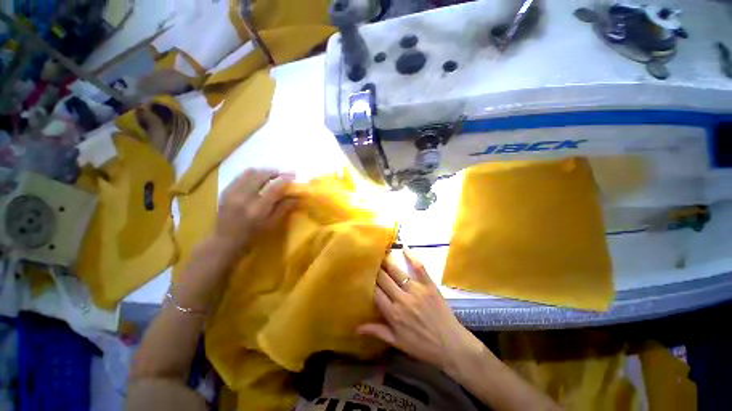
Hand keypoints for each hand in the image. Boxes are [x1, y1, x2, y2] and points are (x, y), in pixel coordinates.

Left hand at [215, 169, 295, 249]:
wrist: (225, 240)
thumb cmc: (253, 235)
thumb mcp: (271, 224)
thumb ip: (284, 208)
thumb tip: (297, 197)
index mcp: (258, 209)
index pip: (274, 188)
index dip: (285, 179)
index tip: (293, 175)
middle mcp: (244, 198)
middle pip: (261, 176)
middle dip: (275, 172)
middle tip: (284, 172)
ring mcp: (232, 193)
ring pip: (250, 173)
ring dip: (263, 171)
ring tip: (272, 173)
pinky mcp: (225, 191)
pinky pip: (240, 176)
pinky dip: (251, 173)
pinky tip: (258, 176)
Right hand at [357, 249, 483, 373]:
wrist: (451, 346)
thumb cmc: (422, 346)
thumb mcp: (397, 342)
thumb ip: (377, 331)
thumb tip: (356, 328)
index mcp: (393, 313)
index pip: (375, 292)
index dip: (368, 281)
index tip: (362, 273)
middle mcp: (402, 299)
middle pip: (383, 279)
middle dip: (375, 269)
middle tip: (369, 260)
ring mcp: (416, 290)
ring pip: (397, 272)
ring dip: (387, 262)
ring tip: (380, 254)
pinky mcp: (429, 285)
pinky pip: (419, 268)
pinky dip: (412, 257)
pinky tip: (404, 248)